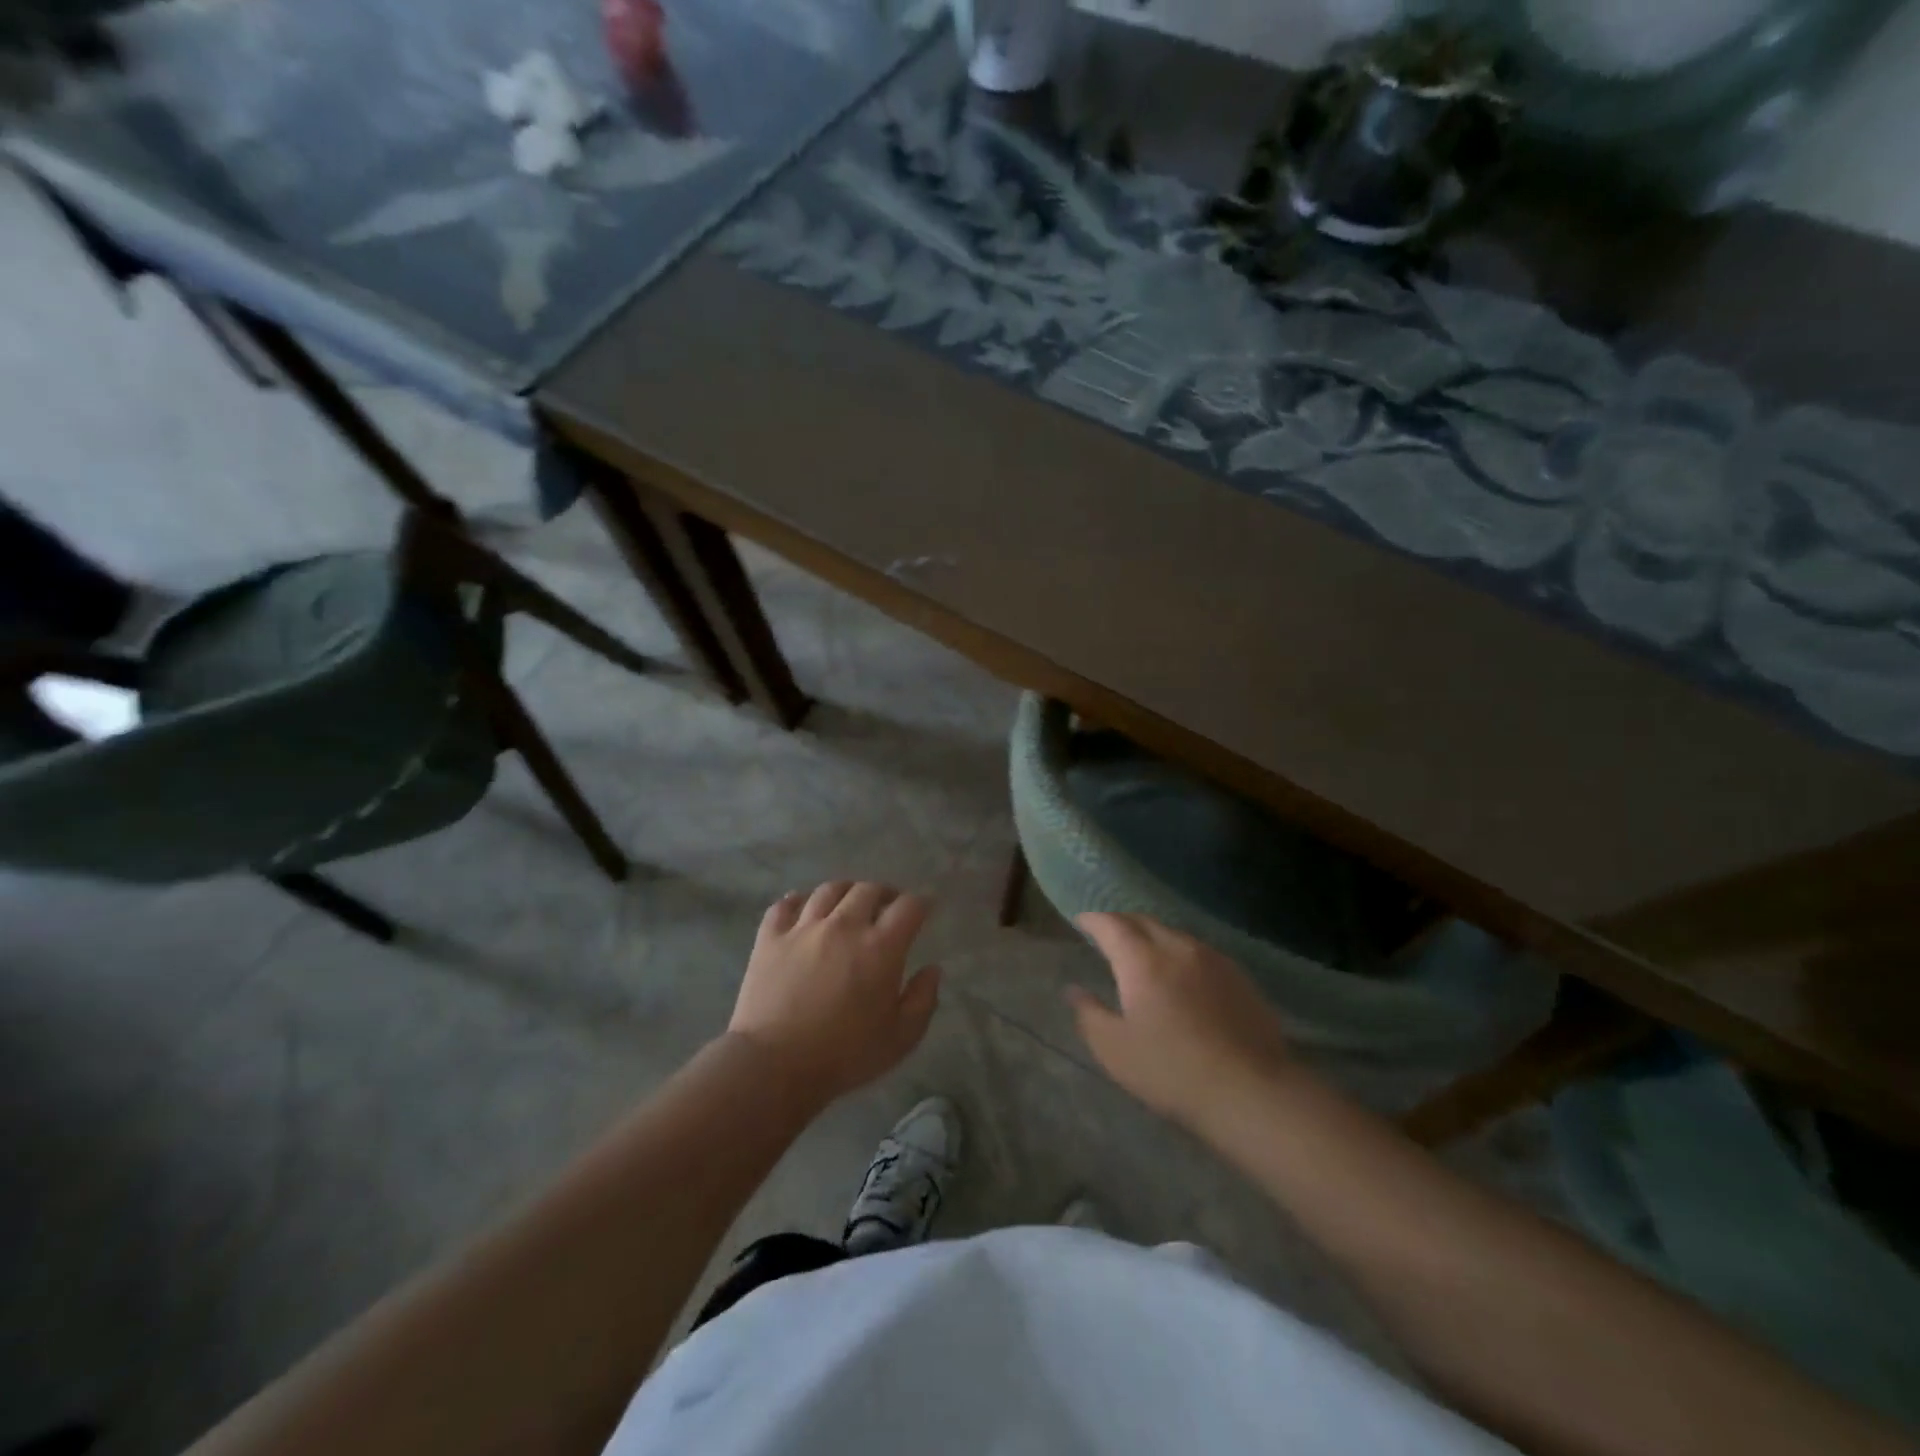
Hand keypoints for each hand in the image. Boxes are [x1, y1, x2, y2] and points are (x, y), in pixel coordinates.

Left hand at [728, 882, 941, 1103]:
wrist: (774, 1066)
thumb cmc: (844, 1056)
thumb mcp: (900, 1039)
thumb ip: (923, 1000)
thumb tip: (933, 969)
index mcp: (880, 947)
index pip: (908, 906)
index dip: (921, 902)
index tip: (924, 908)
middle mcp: (844, 925)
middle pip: (868, 889)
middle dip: (884, 893)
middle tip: (887, 907)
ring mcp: (803, 928)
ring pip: (829, 890)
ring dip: (845, 892)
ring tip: (848, 903)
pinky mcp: (770, 938)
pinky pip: (784, 904)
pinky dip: (798, 901)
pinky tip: (803, 909)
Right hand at [1067, 913, 1295, 1129]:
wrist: (1251, 1091)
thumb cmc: (1172, 1070)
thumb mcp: (1115, 1050)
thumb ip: (1089, 1014)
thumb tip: (1073, 990)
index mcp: (1142, 960)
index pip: (1112, 925)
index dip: (1093, 920)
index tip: (1081, 922)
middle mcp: (1178, 948)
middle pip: (1144, 921)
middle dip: (1122, 922)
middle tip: (1108, 934)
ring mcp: (1213, 959)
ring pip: (1174, 934)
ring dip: (1153, 936)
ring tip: (1143, 953)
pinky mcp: (1239, 977)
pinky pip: (1200, 951)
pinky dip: (1180, 953)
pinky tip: (1182, 975)